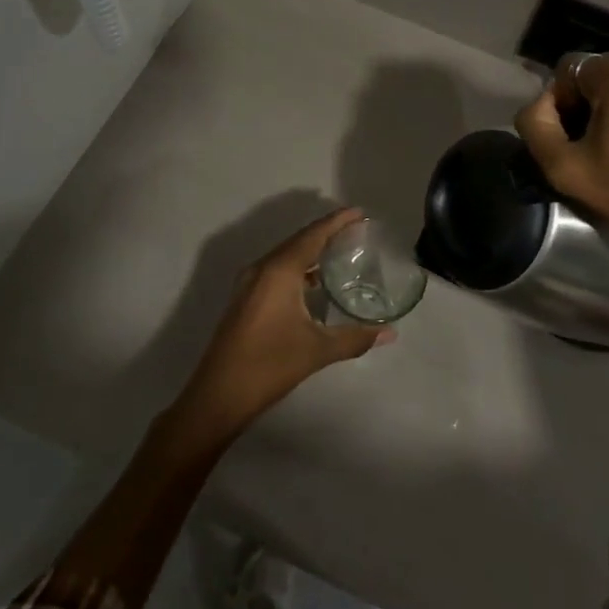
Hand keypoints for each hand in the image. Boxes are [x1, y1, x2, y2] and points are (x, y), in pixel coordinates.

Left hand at [171, 208, 395, 441]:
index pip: (313, 235)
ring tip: (339, 254)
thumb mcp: (318, 350)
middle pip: (298, 241)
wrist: (218, 395)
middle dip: (326, 233)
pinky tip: (314, 285)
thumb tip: (390, 333)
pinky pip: (275, 271)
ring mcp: (249, 284)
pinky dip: (297, 269)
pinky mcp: (244, 299)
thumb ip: (356, 337)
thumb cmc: (269, 365)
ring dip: (310, 251)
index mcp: (279, 271)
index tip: (359, 213)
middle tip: (355, 232)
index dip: (337, 221)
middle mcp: (261, 269)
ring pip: (284, 256)